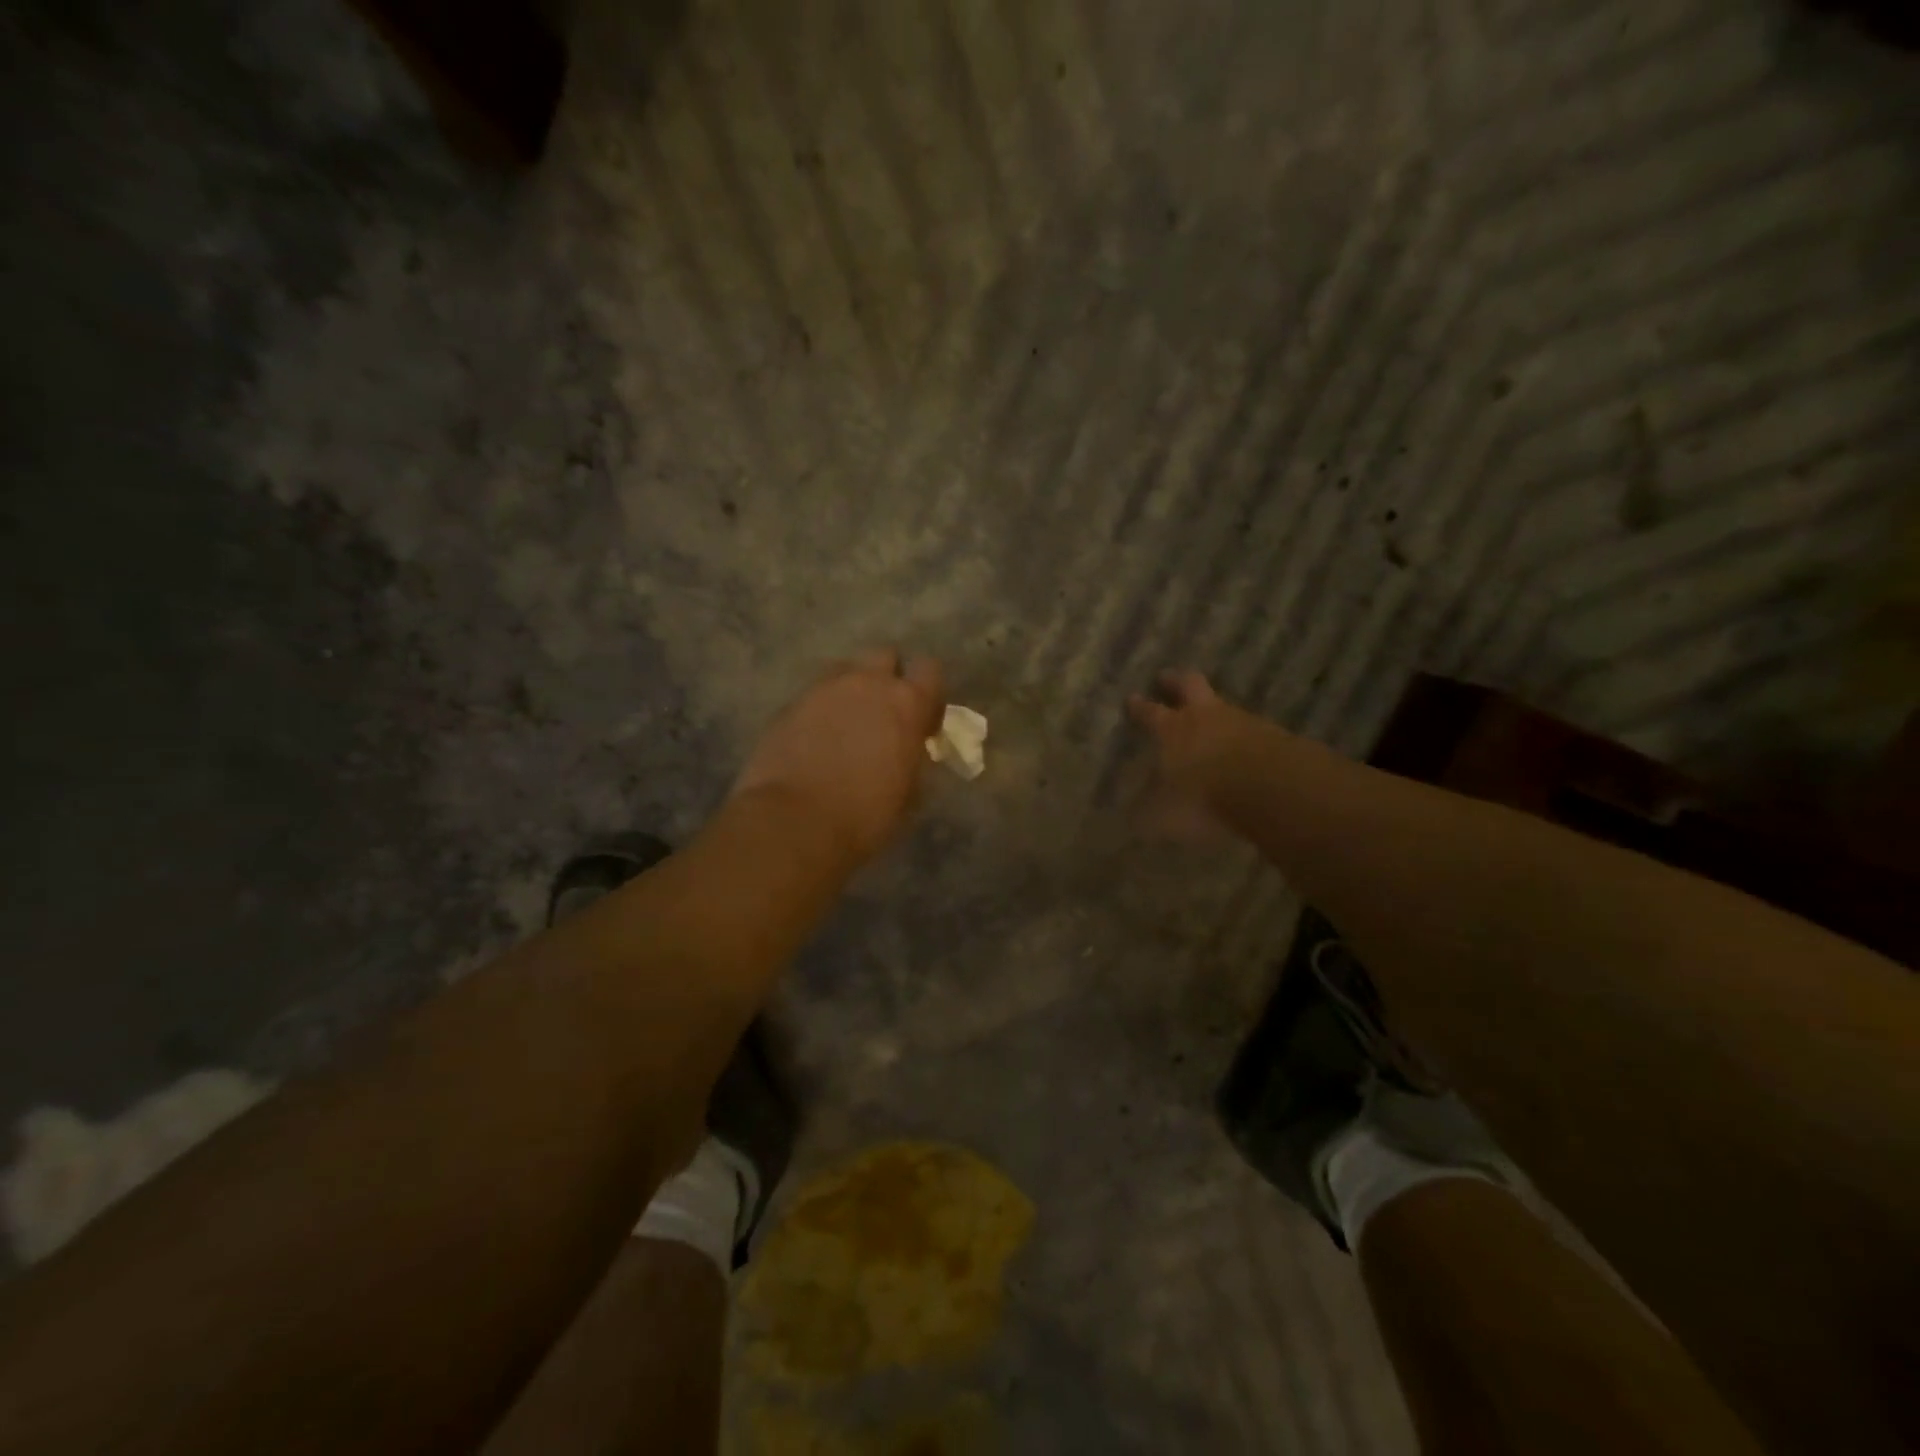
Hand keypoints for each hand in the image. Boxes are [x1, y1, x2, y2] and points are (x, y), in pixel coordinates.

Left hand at [732, 649, 945, 864]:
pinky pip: (816, 695)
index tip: (922, 722)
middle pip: (885, 656)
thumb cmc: (866, 815)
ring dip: (853, 689)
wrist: (795, 821)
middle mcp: (867, 683)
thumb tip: (909, 750)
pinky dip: (822, 710)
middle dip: (887, 679)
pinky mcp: (790, 703)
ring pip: (846, 671)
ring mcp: (825, 689)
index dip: (928, 694)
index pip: (929, 669)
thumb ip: (913, 757)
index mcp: (907, 703)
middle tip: (883, 716)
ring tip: (846, 725)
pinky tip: (816, 740)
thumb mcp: (909, 791)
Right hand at [1126, 669, 1258, 837]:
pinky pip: (1251, 730)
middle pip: (1189, 685)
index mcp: (1172, 730)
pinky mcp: (1275, 737)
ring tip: (1208, 717)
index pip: (1149, 712)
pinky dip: (1242, 735)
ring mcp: (1243, 722)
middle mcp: (1205, 717)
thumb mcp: (1164, 816)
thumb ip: (1148, 813)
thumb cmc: (1205, 798)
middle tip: (1166, 677)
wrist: (1273, 790)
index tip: (1132, 698)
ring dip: (1213, 709)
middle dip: (1175, 681)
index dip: (1139, 706)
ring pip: (1223, 705)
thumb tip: (1133, 817)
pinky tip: (1241, 748)